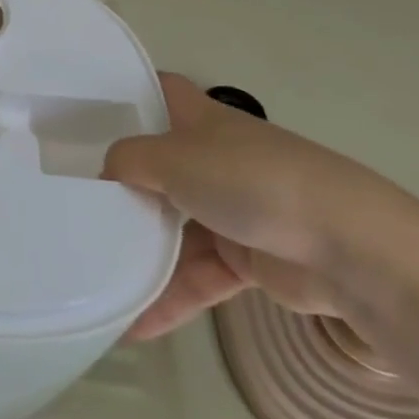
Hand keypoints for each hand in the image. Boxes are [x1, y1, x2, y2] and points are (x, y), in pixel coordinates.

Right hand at [104, 73, 397, 339]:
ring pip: (173, 229)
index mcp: (201, 121)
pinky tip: (134, 326)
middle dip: (119, 185)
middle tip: (71, 203)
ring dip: (140, 254)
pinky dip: (170, 298)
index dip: (128, 95)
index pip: (160, 92)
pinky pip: (196, 276)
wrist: (348, 247)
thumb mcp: (173, 159)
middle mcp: (213, 159)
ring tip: (93, 275)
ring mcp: (230, 210)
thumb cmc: (251, 181)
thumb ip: (128, 161)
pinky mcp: (246, 258)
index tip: (83, 113)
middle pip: (156, 167)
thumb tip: (106, 175)